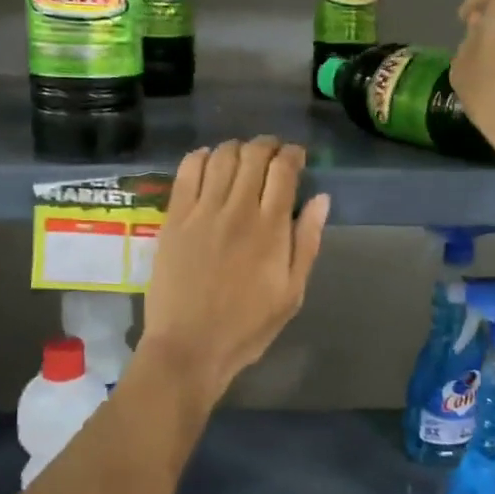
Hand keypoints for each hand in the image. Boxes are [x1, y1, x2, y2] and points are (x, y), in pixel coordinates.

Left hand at [141, 138, 329, 401]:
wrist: (189, 347)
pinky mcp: (174, 218)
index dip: (293, 154)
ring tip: (242, 156)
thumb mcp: (292, 293)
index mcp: (271, 228)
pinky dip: (200, 157)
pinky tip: (208, 161)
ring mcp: (202, 212)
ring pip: (221, 157)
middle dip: (267, 146)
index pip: (284, 170)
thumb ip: (308, 242)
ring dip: (237, 148)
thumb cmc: (247, 326)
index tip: (296, 157)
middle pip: (254, 155)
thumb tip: (321, 199)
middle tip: (272, 153)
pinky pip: (187, 171)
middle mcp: (237, 210)